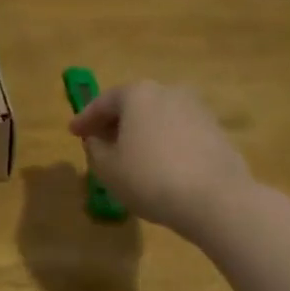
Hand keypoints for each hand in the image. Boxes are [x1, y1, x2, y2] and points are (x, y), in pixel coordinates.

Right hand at [67, 81, 253, 239]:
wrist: (216, 199)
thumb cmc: (151, 178)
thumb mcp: (108, 168)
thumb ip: (95, 149)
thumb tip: (97, 139)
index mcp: (138, 94)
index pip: (104, 102)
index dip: (85, 118)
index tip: (73, 132)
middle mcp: (168, 92)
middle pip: (134, 105)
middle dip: (115, 122)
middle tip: (100, 141)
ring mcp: (197, 109)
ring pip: (158, 117)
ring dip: (142, 132)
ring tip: (131, 155)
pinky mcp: (216, 131)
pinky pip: (179, 132)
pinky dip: (165, 142)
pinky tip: (160, 163)